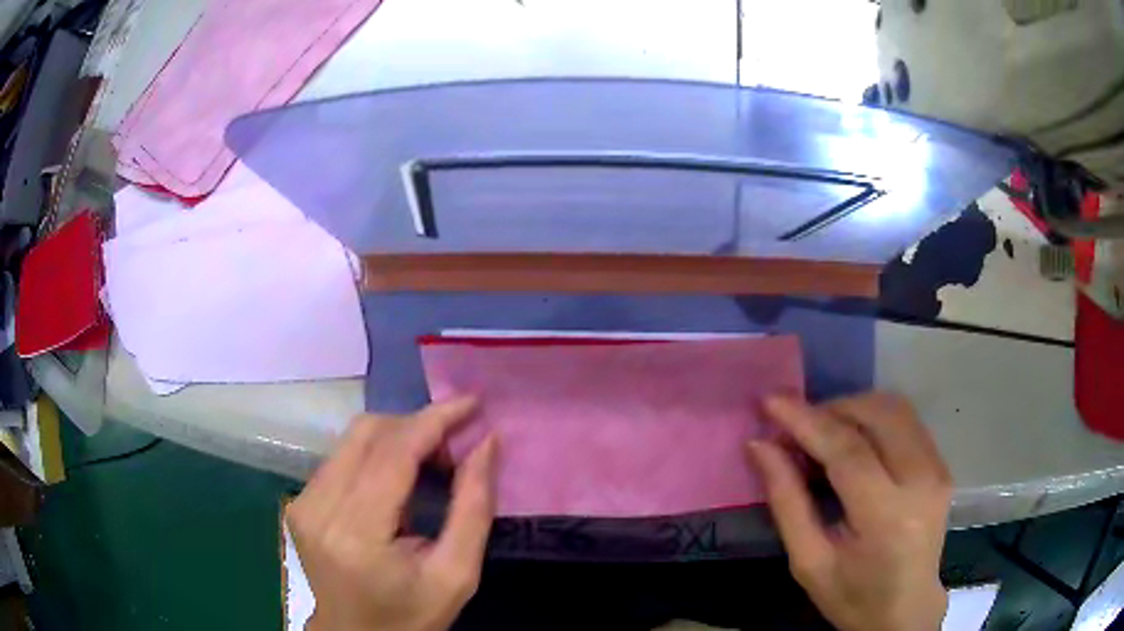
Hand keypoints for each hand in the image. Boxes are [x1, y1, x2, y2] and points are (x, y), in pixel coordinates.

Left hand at [288, 398, 497, 630]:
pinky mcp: (300, 502)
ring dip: (397, 436)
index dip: (434, 420)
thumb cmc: (411, 616)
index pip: (394, 453)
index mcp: (358, 534)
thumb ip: (474, 508)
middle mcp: (319, 508)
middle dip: (417, 425)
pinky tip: (399, 475)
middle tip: (455, 446)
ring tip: (432, 461)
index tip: (472, 404)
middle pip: (368, 433)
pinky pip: (341, 456)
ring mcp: (303, 502)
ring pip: (352, 438)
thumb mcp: (457, 574)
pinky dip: (377, 452)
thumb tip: (486, 443)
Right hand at [747, 393, 951, 630]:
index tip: (770, 401)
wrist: (906, 611)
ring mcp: (938, 469)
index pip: (848, 450)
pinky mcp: (942, 465)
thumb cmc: (852, 597)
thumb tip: (760, 446)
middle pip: (876, 415)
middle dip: (830, 410)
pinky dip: (873, 420)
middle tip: (795, 428)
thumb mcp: (808, 562)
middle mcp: (921, 481)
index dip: (806, 421)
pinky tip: (852, 443)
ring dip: (852, 410)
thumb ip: (787, 501)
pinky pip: (906, 422)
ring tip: (822, 435)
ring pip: (894, 409)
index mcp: (887, 516)